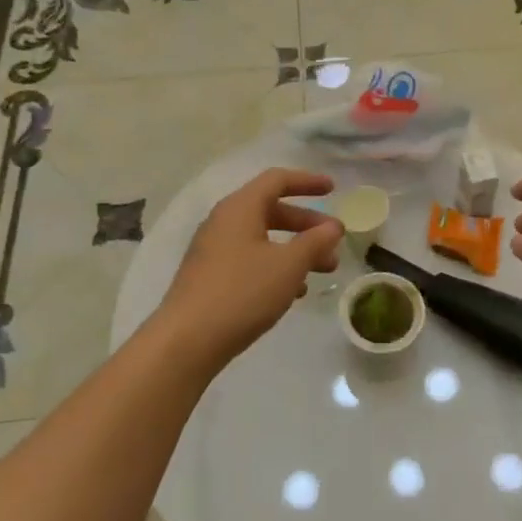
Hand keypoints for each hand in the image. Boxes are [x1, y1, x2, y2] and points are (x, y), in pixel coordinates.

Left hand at [157, 169, 342, 369]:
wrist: (187, 340)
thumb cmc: (243, 292)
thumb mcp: (289, 266)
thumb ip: (315, 242)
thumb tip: (333, 226)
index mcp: (240, 208)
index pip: (276, 180)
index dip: (307, 181)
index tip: (333, 189)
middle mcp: (224, 222)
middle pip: (271, 210)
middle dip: (306, 224)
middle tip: (333, 241)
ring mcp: (214, 250)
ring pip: (263, 238)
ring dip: (295, 249)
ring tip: (324, 270)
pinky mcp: (211, 276)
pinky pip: (250, 260)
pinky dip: (276, 266)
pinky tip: (294, 291)